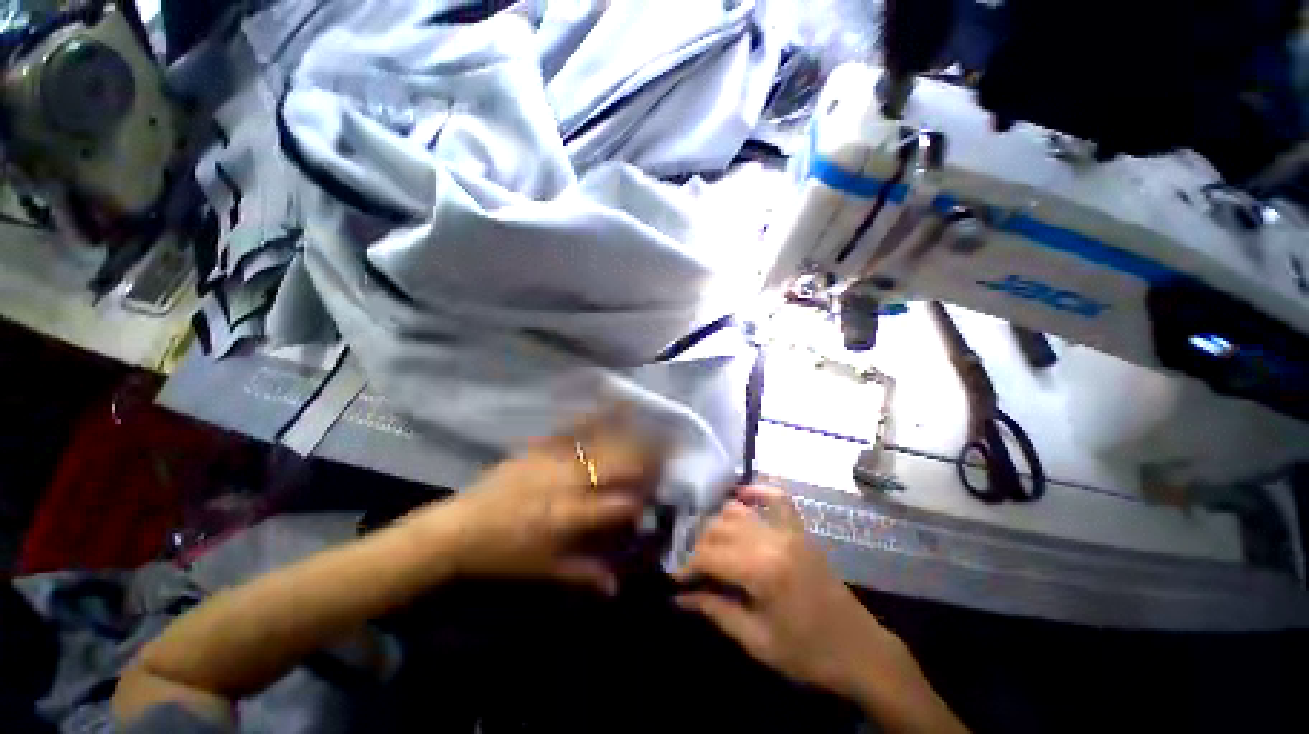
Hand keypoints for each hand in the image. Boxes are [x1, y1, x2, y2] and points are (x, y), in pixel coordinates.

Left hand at [406, 414, 663, 594]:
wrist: (459, 528)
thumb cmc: (504, 555)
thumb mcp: (544, 571)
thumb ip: (585, 575)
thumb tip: (618, 586)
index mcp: (571, 516)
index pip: (620, 503)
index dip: (645, 496)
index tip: (662, 492)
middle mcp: (569, 483)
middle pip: (617, 464)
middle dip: (648, 457)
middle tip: (671, 449)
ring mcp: (555, 459)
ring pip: (601, 443)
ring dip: (630, 433)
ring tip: (653, 424)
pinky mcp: (541, 446)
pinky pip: (573, 428)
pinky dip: (595, 415)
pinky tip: (612, 403)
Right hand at [674, 485, 903, 697]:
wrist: (859, 650)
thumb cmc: (807, 653)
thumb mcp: (757, 641)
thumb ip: (715, 610)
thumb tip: (680, 596)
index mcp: (763, 570)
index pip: (710, 555)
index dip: (687, 565)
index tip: (674, 577)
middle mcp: (773, 539)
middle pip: (720, 528)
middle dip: (699, 545)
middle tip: (691, 565)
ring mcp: (789, 530)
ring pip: (739, 511)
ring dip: (718, 522)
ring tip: (709, 543)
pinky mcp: (799, 529)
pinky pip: (777, 498)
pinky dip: (756, 491)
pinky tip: (740, 495)